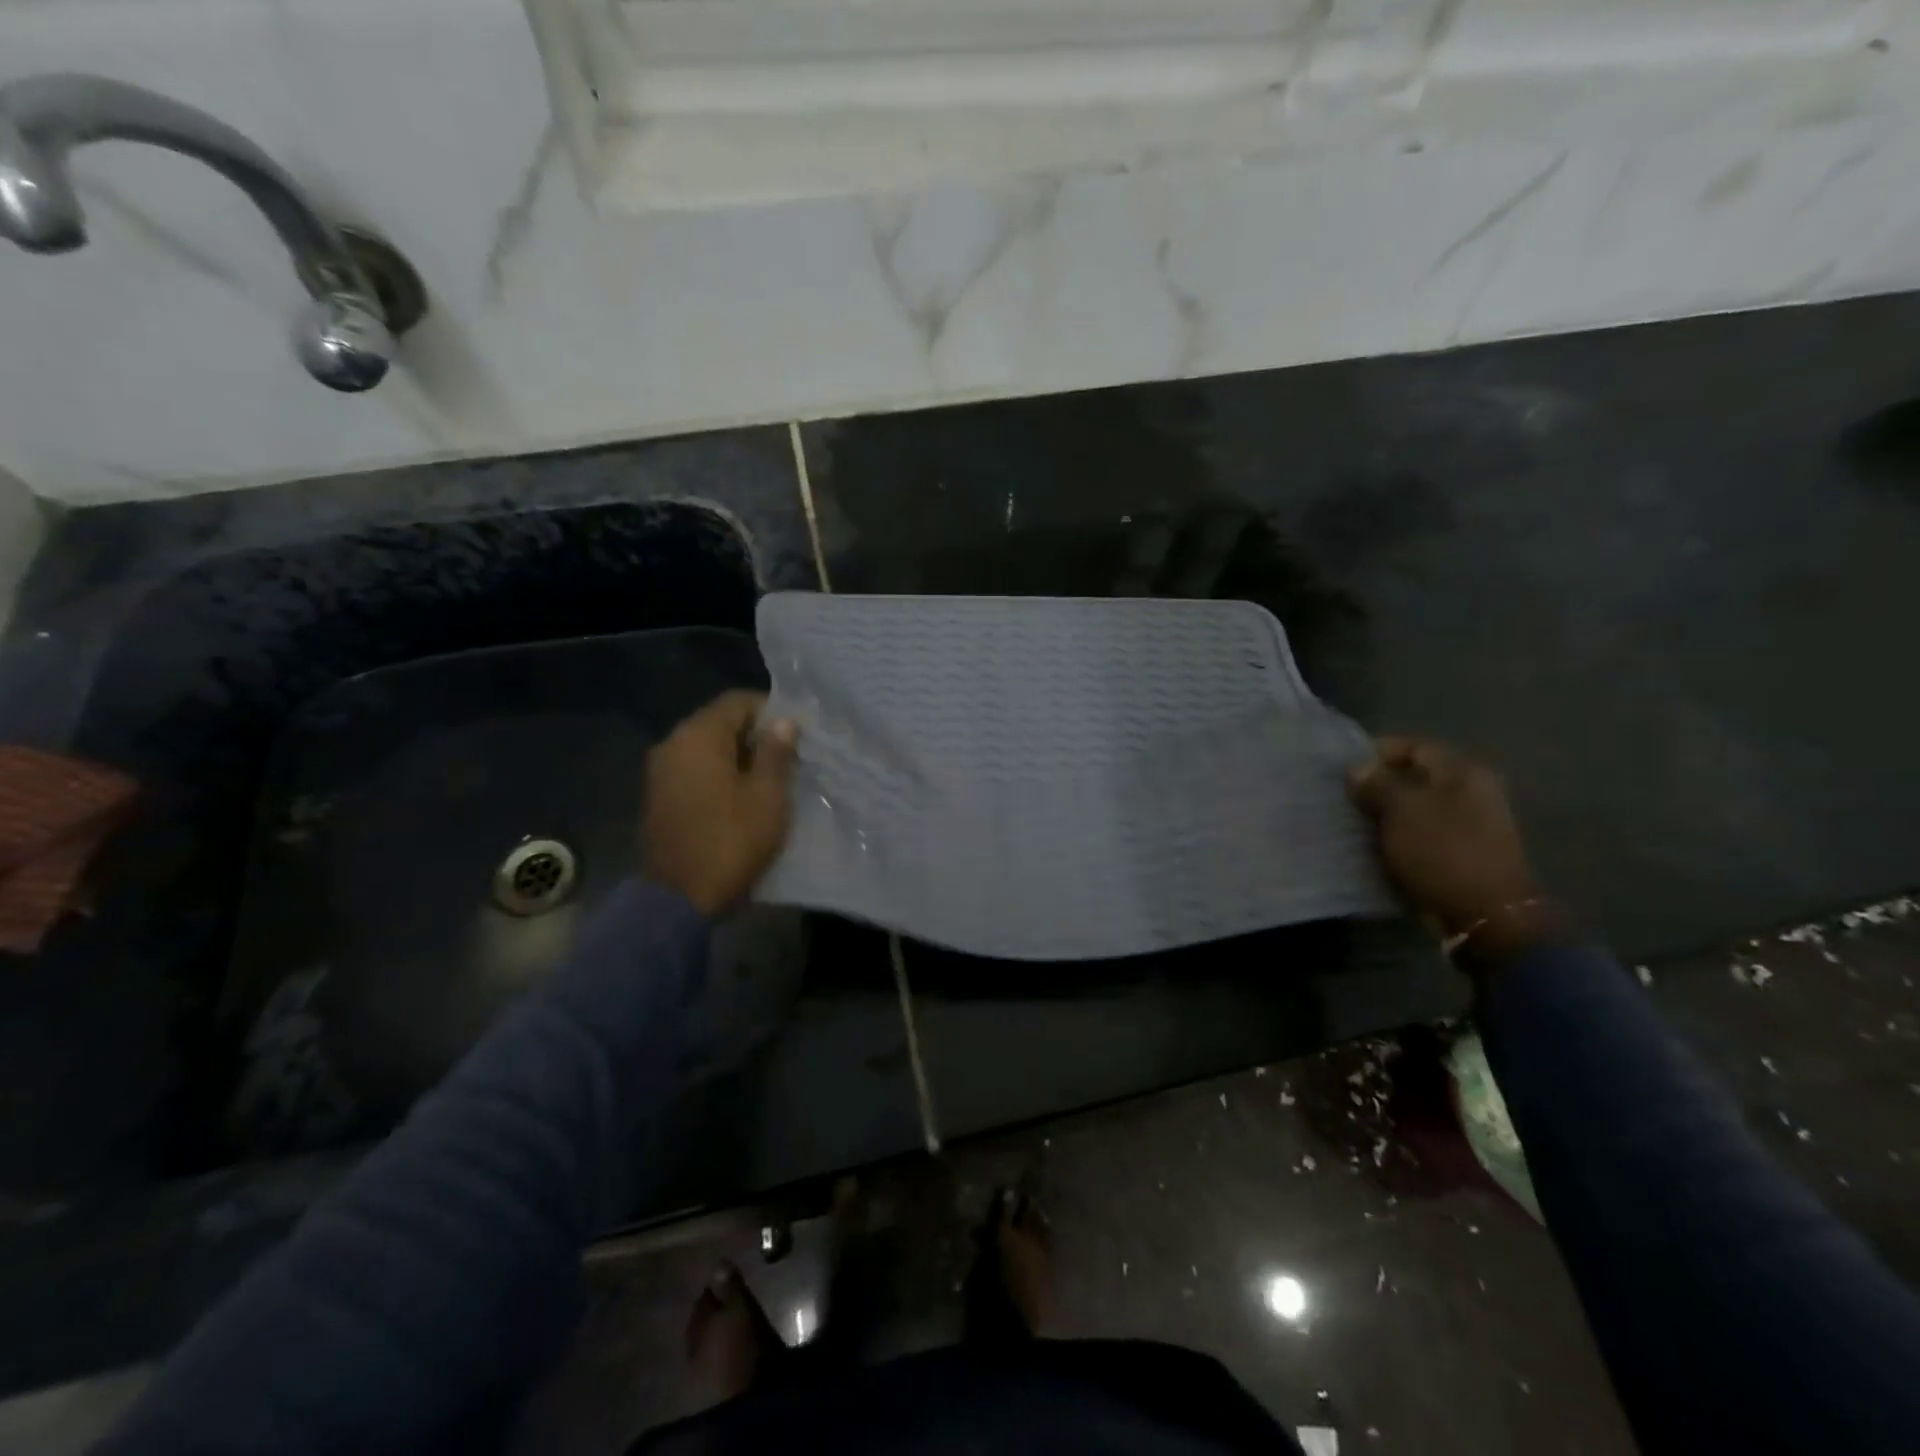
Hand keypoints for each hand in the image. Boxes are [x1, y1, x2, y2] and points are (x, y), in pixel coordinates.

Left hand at [643, 691, 798, 914]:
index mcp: (698, 736)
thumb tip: (782, 722)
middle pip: (719, 723)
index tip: (797, 734)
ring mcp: (659, 772)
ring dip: (737, 758)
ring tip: (769, 780)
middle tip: (789, 758)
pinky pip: (693, 772)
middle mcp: (672, 744)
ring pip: (706, 749)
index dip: (771, 711)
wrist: (677, 900)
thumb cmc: (730, 841)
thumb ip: (775, 753)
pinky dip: (718, 776)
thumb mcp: (767, 796)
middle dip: (755, 736)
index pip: (737, 701)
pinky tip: (741, 798)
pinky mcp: (658, 798)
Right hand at [1347, 736, 1542, 945]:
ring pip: (1416, 807)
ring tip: (1352, 821)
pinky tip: (1373, 844)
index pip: (1414, 746)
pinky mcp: (1461, 853)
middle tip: (1343, 796)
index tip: (1343, 768)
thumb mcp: (1402, 809)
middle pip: (1415, 777)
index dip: (1376, 752)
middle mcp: (1472, 792)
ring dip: (1385, 812)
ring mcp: (1470, 824)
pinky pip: (1421, 833)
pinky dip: (1397, 835)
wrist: (1485, 915)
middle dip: (1377, 784)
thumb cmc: (1443, 851)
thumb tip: (1357, 768)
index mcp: (1463, 772)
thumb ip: (1377, 783)